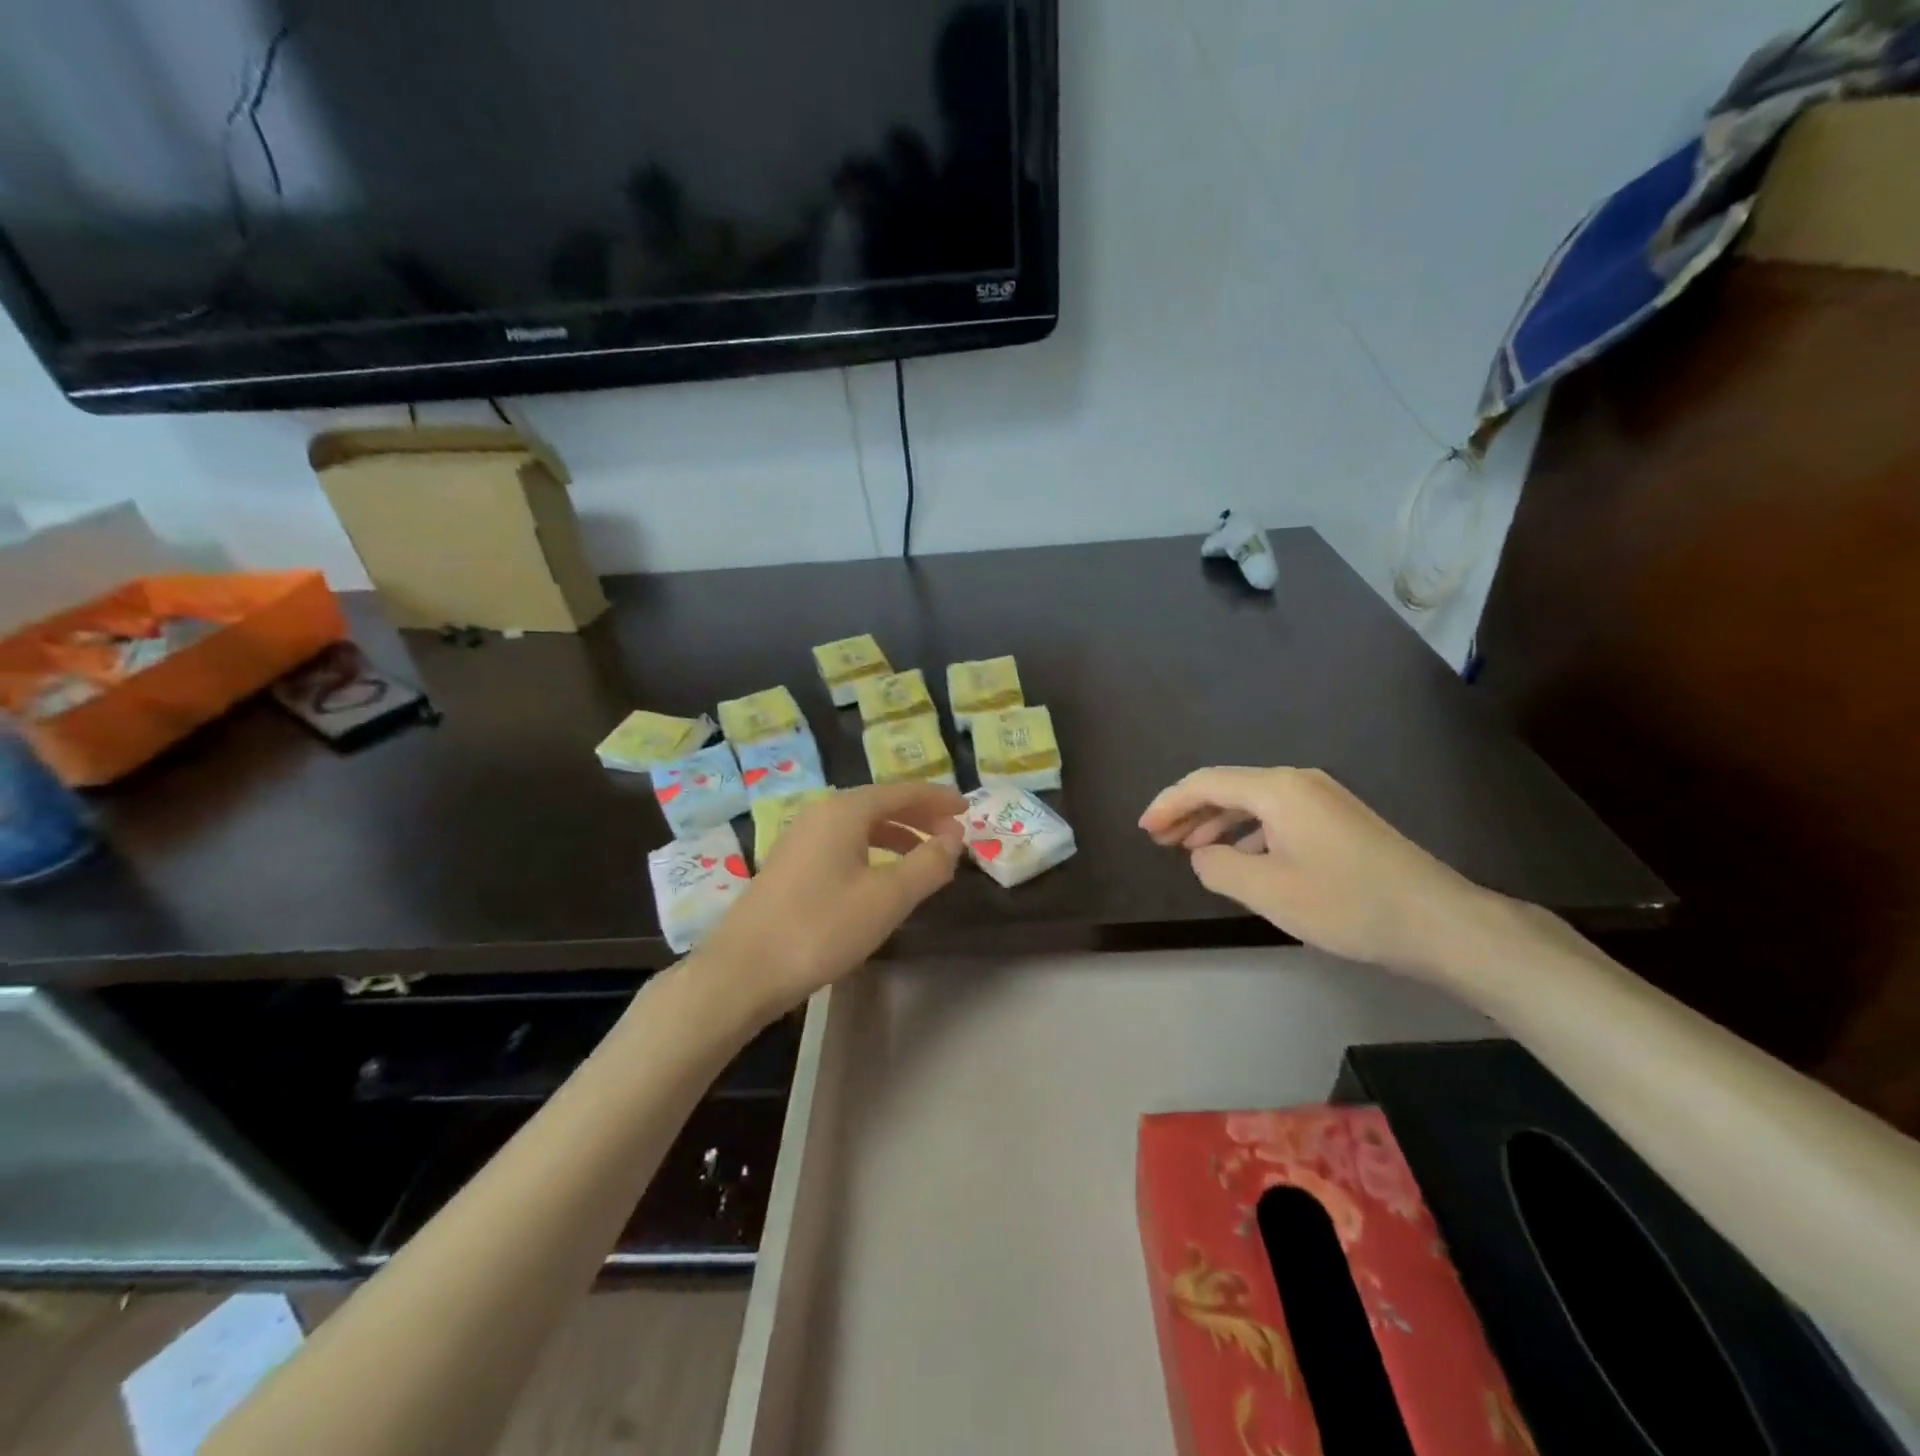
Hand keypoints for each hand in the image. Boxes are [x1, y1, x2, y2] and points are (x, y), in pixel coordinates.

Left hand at [698, 783, 965, 1015]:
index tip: (968, 809)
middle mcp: (820, 814)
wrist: (742, 971)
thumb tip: (954, 838)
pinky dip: (872, 851)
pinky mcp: (789, 866)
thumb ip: (927, 864)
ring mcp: (800, 839)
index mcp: (844, 811)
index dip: (938, 799)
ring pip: (860, 826)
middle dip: (919, 816)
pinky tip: (880, 878)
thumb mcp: (887, 898)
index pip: (902, 791)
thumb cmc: (821, 928)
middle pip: (880, 804)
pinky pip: (842, 844)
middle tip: (952, 836)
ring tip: (924, 858)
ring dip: (897, 836)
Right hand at [1139, 766, 1500, 977]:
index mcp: (1278, 789)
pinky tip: (1243, 859)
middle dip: (1189, 812)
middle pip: (1228, 787)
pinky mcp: (1339, 820)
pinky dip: (1248, 833)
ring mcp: (1323, 799)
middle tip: (1159, 840)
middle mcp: (1298, 782)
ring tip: (1191, 850)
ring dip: (1217, 823)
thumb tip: (1203, 855)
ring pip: (1253, 803)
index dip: (1168, 803)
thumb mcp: (1268, 890)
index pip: (1206, 783)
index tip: (1144, 830)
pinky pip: (1277, 816)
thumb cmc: (1346, 903)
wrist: (1439, 922)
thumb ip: (1218, 867)